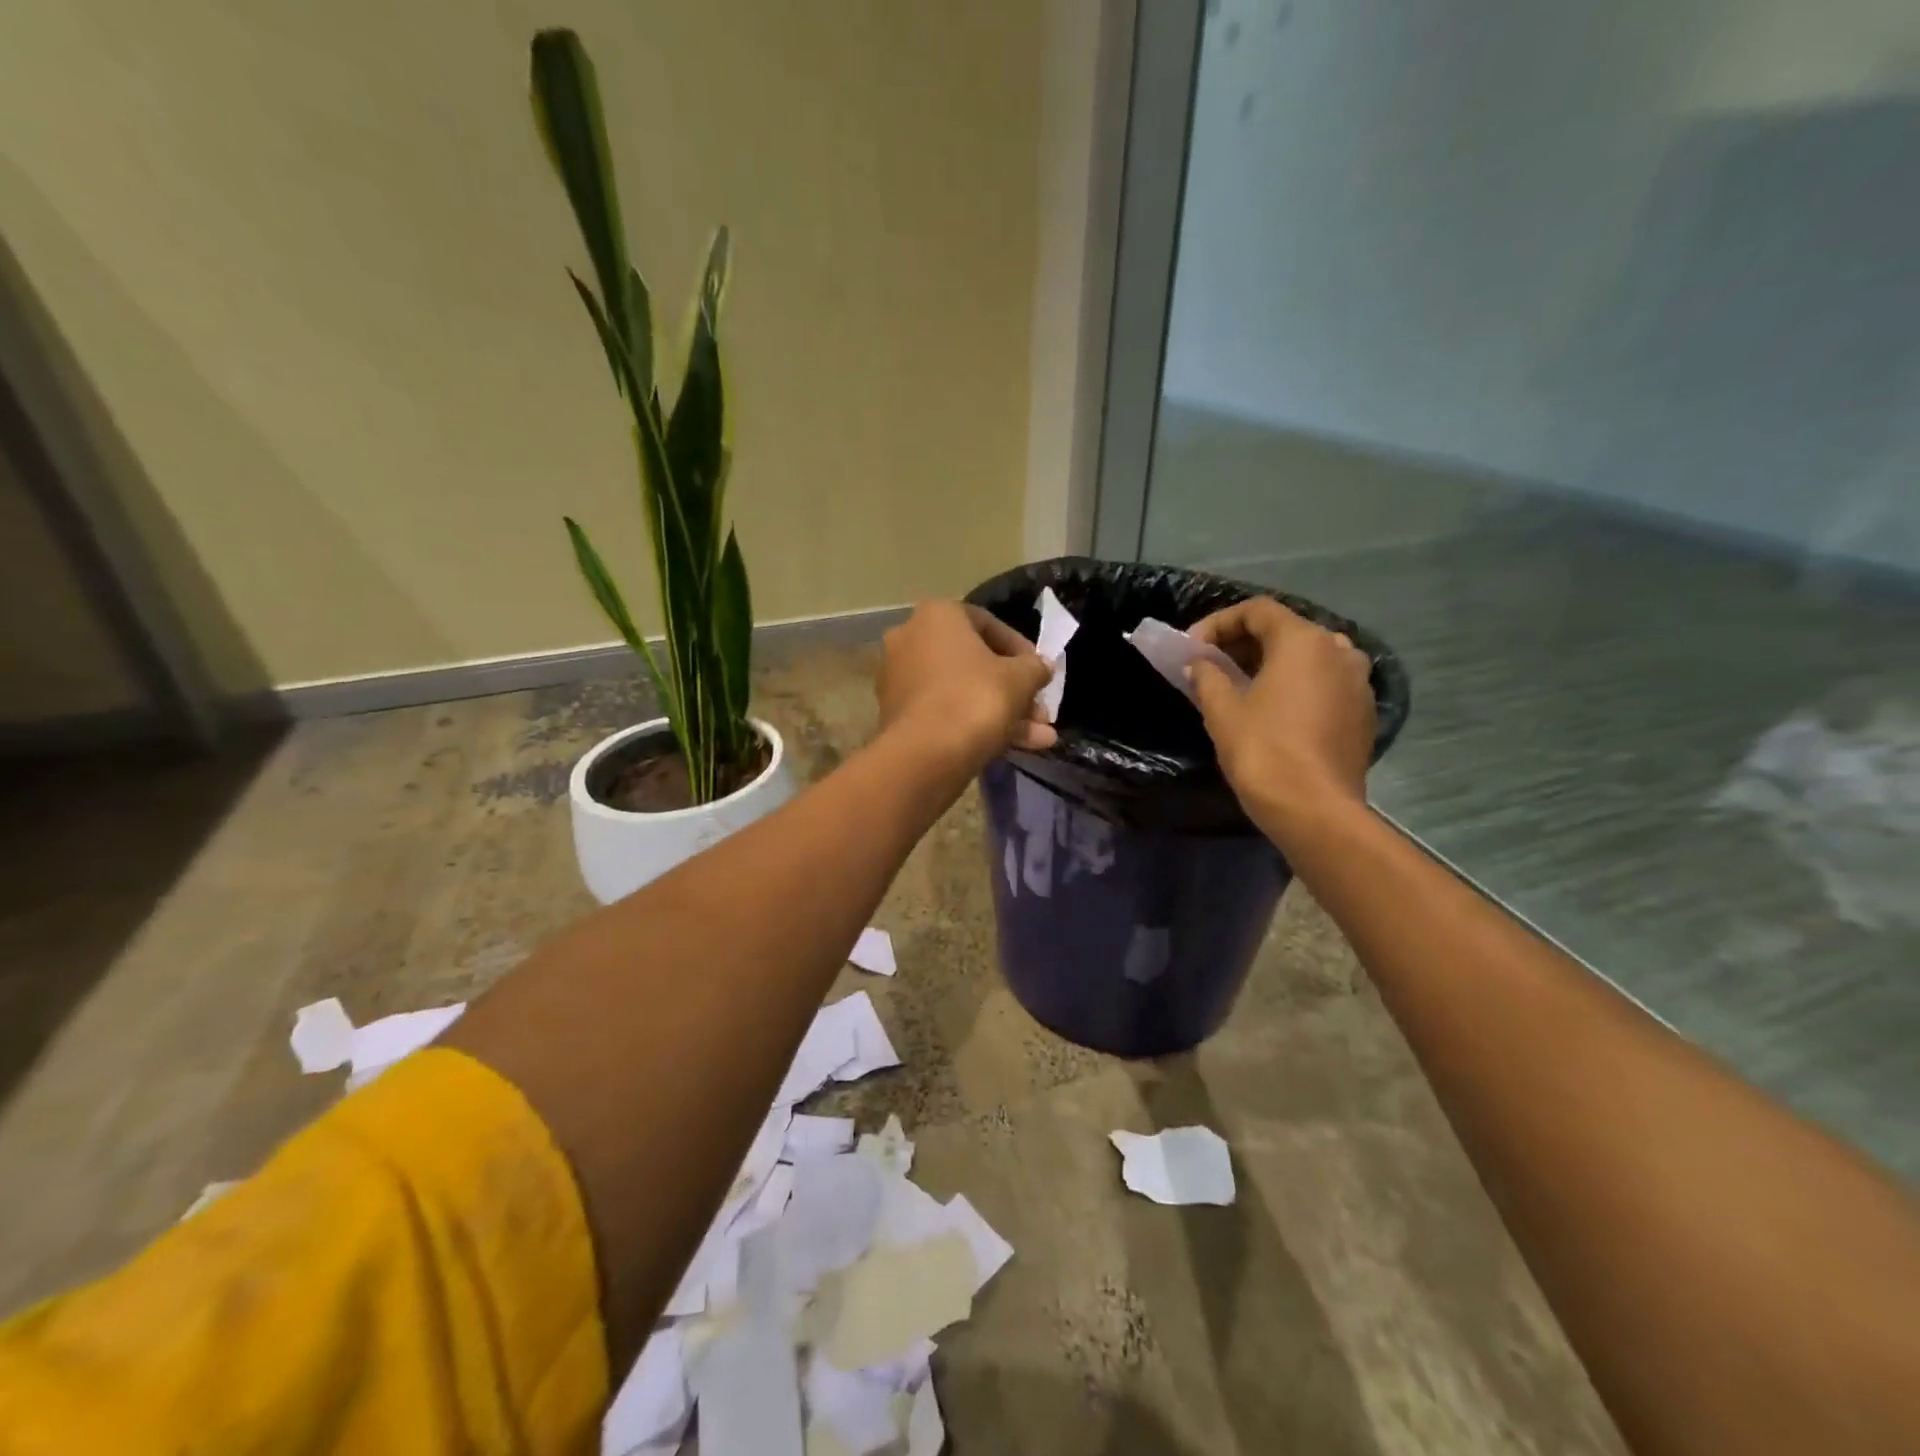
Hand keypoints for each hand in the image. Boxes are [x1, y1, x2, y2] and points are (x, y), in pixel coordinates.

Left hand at [877, 602, 1056, 770]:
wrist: (924, 756)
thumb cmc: (975, 700)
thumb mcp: (1021, 679)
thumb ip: (1035, 667)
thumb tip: (1041, 667)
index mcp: (936, 615)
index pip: (988, 624)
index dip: (1021, 649)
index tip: (1040, 671)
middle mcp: (910, 639)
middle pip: (975, 663)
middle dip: (1014, 691)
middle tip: (1041, 713)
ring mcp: (899, 679)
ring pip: (963, 692)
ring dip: (1004, 713)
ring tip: (1041, 738)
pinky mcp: (897, 715)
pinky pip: (945, 712)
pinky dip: (976, 725)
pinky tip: (1017, 748)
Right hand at [1187, 597, 1375, 843]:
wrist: (1315, 810)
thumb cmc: (1263, 750)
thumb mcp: (1221, 710)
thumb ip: (1207, 676)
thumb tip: (1199, 664)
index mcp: (1304, 641)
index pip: (1257, 611)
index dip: (1218, 623)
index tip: (1192, 648)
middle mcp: (1339, 650)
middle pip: (1285, 630)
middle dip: (1243, 643)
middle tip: (1210, 665)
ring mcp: (1358, 682)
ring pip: (1307, 658)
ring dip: (1270, 664)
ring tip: (1239, 686)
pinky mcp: (1363, 712)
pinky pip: (1323, 683)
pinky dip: (1295, 686)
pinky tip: (1271, 710)